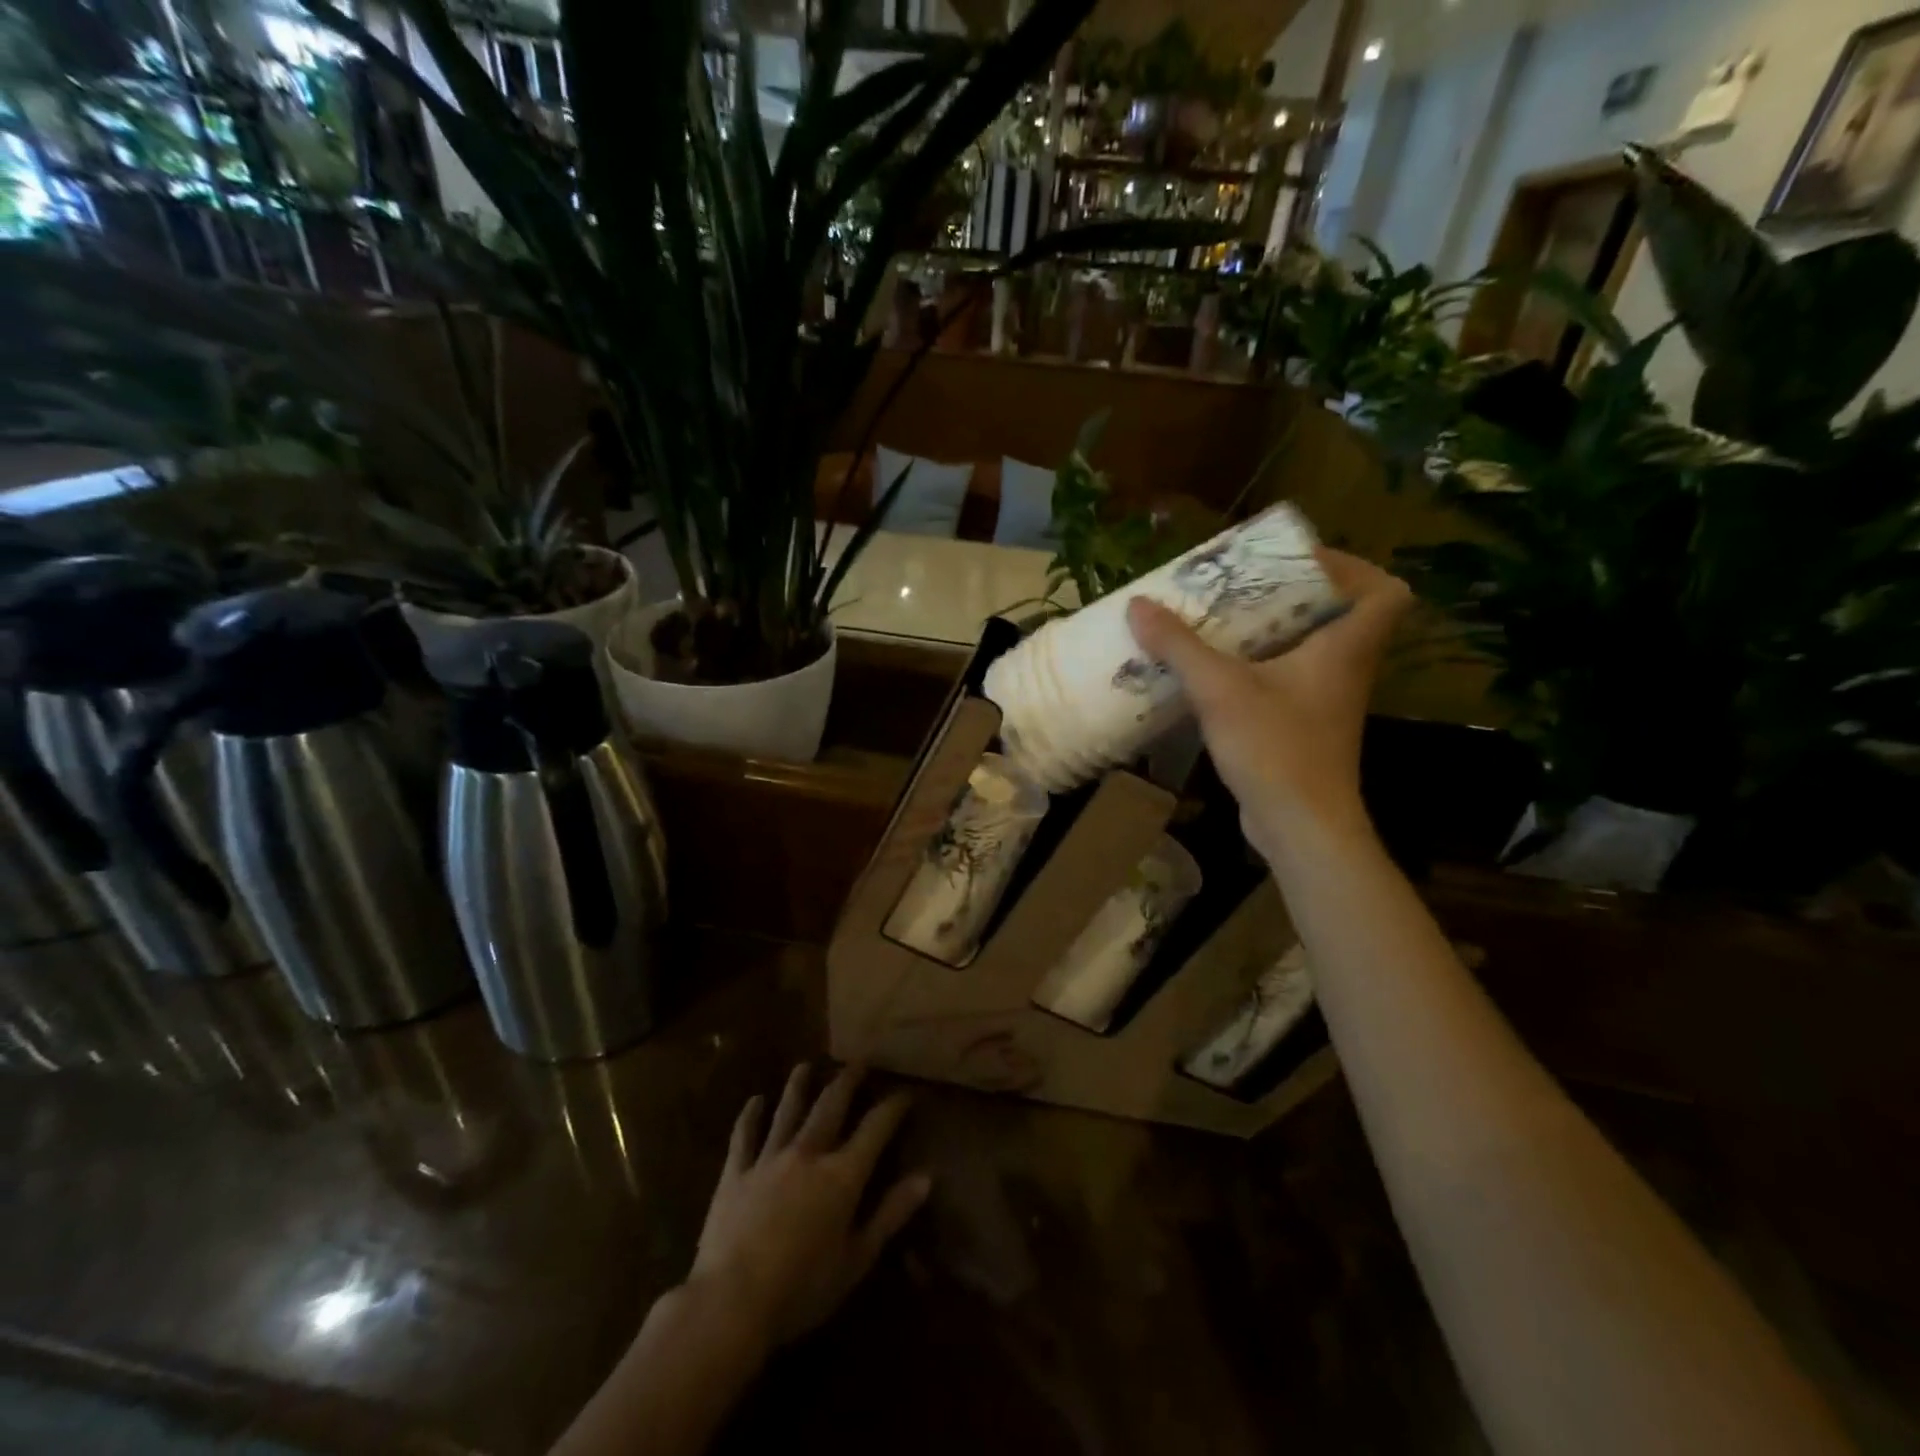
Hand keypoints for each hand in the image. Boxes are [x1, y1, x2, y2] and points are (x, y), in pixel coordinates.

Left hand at [688, 1064, 931, 1350]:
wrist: (731, 1302)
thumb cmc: (802, 1289)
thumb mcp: (857, 1259)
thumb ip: (891, 1214)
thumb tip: (926, 1176)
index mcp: (841, 1175)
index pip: (875, 1128)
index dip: (893, 1107)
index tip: (906, 1092)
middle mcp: (808, 1154)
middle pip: (831, 1106)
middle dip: (847, 1081)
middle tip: (858, 1062)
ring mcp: (768, 1159)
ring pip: (788, 1111)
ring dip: (798, 1086)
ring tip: (805, 1065)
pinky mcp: (735, 1173)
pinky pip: (744, 1136)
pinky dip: (750, 1116)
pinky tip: (754, 1100)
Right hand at [1125, 548, 1410, 852]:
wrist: (1299, 826)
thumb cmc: (1275, 748)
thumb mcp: (1220, 689)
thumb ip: (1179, 646)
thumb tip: (1139, 604)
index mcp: (1345, 647)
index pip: (1386, 591)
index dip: (1355, 568)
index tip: (1302, 564)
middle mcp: (1346, 669)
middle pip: (1341, 615)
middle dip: (1296, 595)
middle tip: (1247, 585)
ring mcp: (1328, 702)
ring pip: (1312, 650)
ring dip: (1274, 632)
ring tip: (1224, 621)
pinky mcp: (1306, 728)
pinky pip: (1290, 681)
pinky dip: (1262, 668)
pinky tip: (1218, 672)